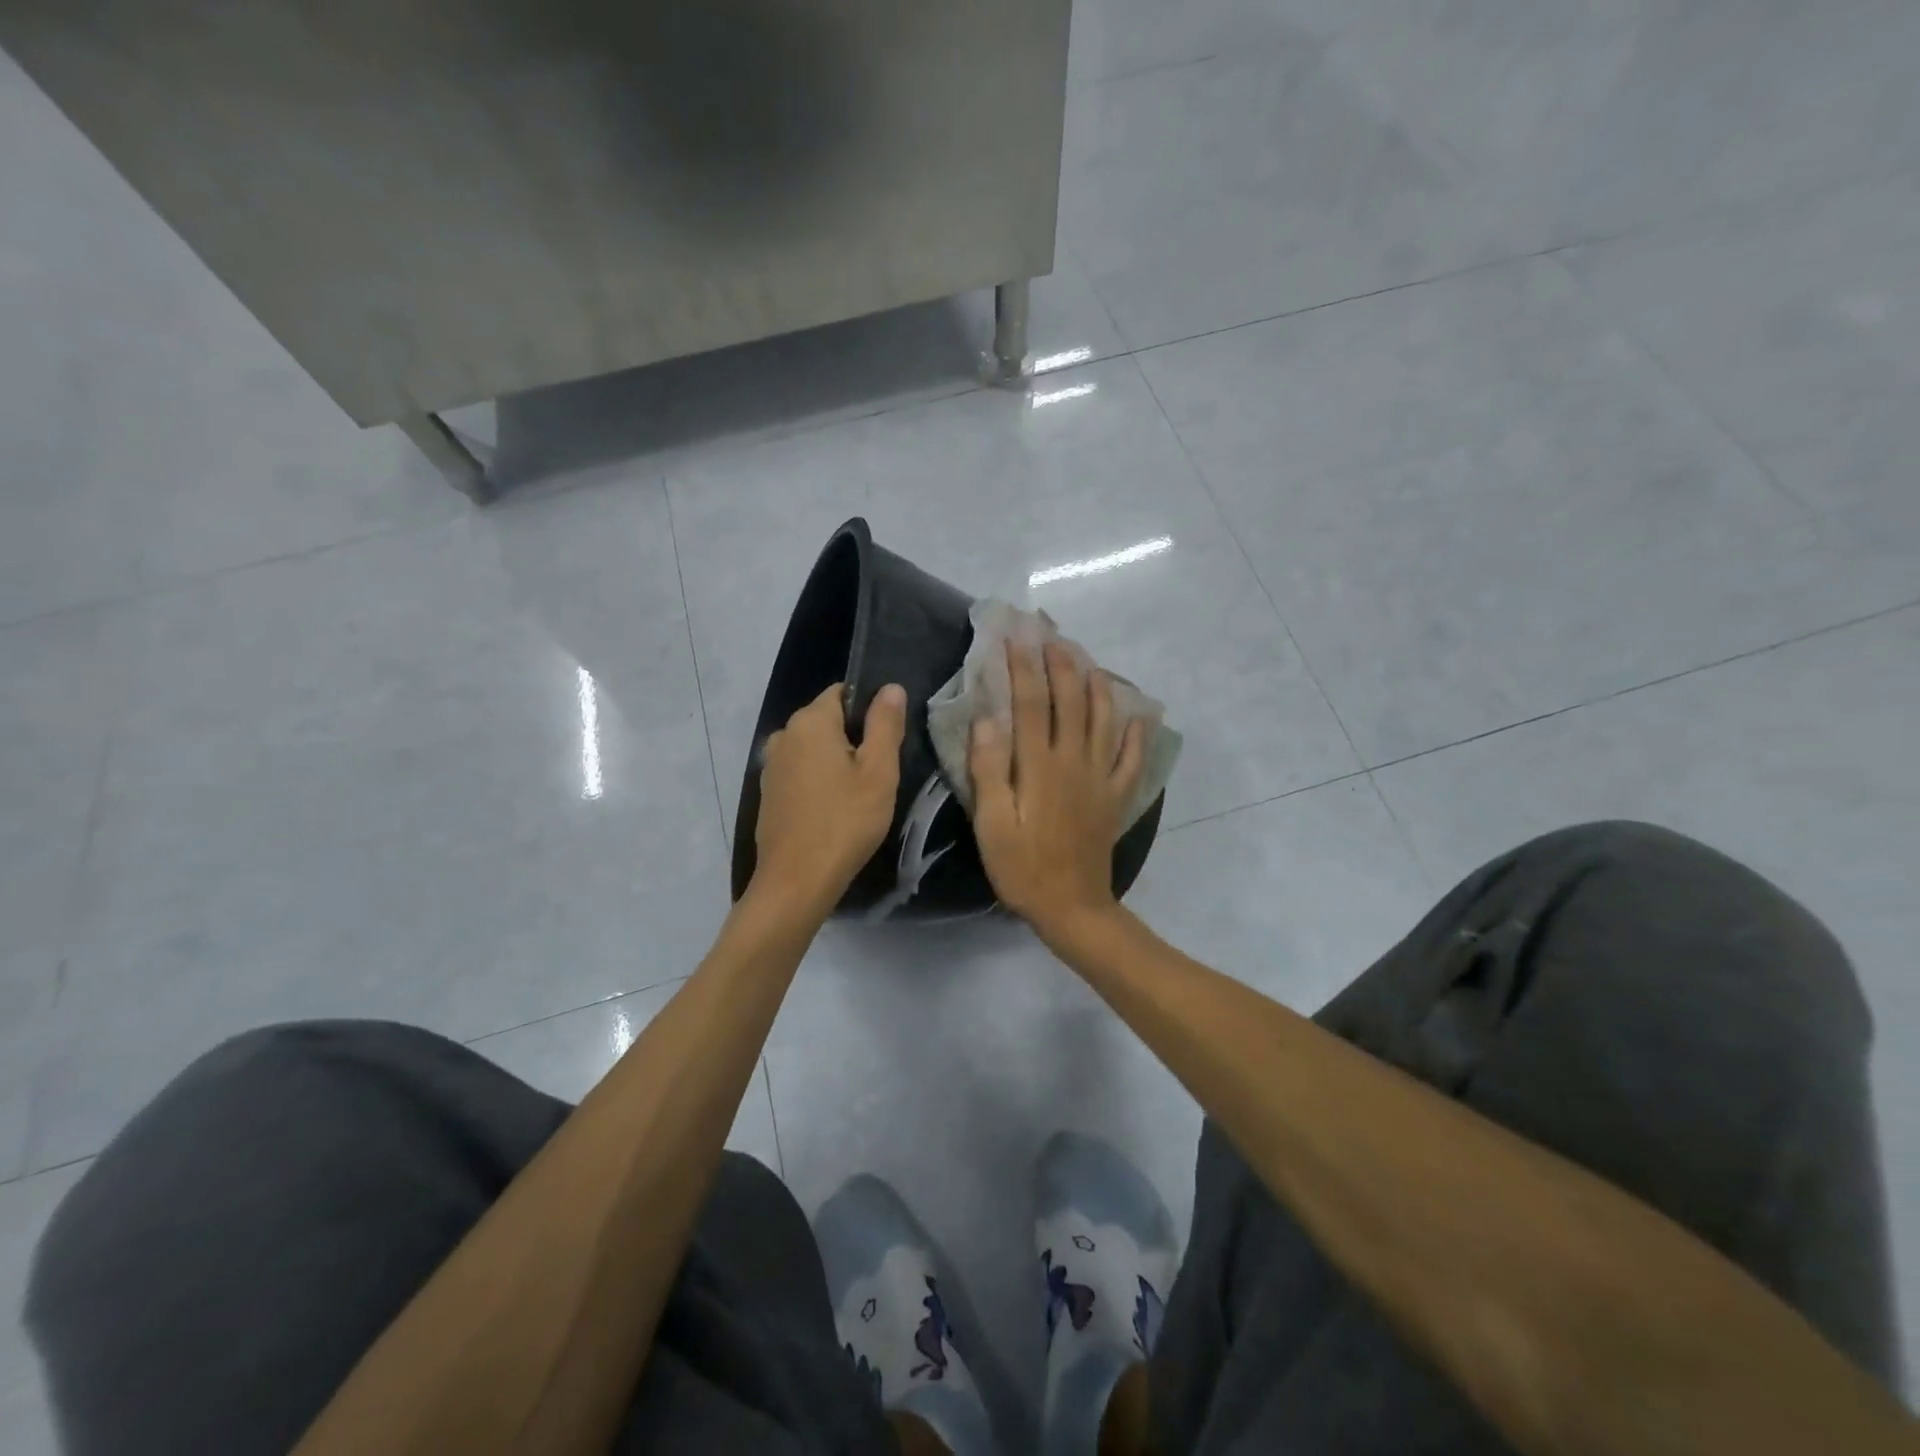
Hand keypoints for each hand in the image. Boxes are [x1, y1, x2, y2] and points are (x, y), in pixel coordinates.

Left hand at [753, 682, 906, 912]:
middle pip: (827, 721)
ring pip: (813, 750)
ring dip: (835, 763)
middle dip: (853, 739)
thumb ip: (885, 724)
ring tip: (858, 796)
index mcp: (810, 721)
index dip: (869, 711)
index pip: (843, 693)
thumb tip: (890, 687)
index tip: (887, 742)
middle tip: (878, 775)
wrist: (796, 881)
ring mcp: (771, 766)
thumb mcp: (878, 772)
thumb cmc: (845, 822)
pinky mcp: (768, 793)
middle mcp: (783, 735)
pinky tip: (833, 811)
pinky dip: (818, 782)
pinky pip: (800, 773)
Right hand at [969, 642, 1145, 940]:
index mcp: (1039, 766)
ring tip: (1090, 663)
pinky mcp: (1115, 798)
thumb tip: (987, 719)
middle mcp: (1074, 762)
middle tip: (1053, 636)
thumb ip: (989, 770)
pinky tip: (1137, 718)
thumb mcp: (992, 824)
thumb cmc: (1023, 867)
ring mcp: (1100, 779)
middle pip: (1071, 703)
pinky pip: (1131, 759)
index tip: (1016, 637)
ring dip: (1097, 688)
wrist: (1072, 907)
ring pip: (1104, 721)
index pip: (1030, 704)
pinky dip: (1135, 735)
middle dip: (1062, 666)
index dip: (1023, 667)